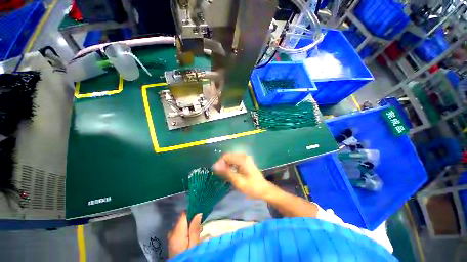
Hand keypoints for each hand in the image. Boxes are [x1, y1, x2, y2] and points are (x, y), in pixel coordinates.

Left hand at [167, 212, 202, 257]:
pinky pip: (180, 230)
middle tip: (200, 229)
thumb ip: (195, 228)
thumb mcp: (194, 244)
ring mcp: (171, 237)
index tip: (200, 216)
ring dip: (190, 226)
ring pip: (182, 225)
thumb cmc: (188, 256)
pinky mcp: (172, 241)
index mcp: (177, 232)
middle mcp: (172, 232)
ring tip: (198, 234)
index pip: (183, 214)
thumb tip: (198, 213)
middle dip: (192, 221)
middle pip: (183, 219)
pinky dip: (187, 231)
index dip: (192, 212)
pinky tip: (192, 238)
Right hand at [213, 153, 271, 198]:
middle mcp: (244, 156)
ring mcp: (245, 158)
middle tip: (220, 174)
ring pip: (231, 158)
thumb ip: (227, 172)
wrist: (264, 189)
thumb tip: (215, 166)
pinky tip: (230, 172)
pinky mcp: (246, 161)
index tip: (216, 172)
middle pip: (228, 156)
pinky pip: (235, 160)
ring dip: (226, 165)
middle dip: (223, 164)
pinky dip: (231, 165)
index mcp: (242, 159)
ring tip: (224, 174)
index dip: (220, 163)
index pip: (226, 157)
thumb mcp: (238, 181)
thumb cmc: (252, 187)